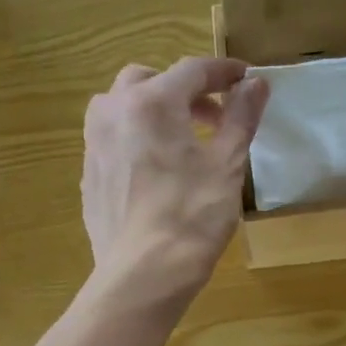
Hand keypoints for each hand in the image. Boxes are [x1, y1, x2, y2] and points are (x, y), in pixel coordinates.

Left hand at [81, 57, 269, 302]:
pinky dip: (136, 141)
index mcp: (152, 102)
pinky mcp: (88, 177)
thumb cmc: (192, 218)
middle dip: (184, 92)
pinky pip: (113, 143)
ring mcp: (94, 145)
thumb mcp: (227, 166)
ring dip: (154, 113)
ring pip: (123, 109)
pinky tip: (156, 173)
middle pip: (150, 81)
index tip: (246, 81)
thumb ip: (241, 118)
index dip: (223, 72)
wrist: (143, 275)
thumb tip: (256, 84)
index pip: (193, 70)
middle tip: (213, 118)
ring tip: (181, 143)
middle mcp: (114, 111)